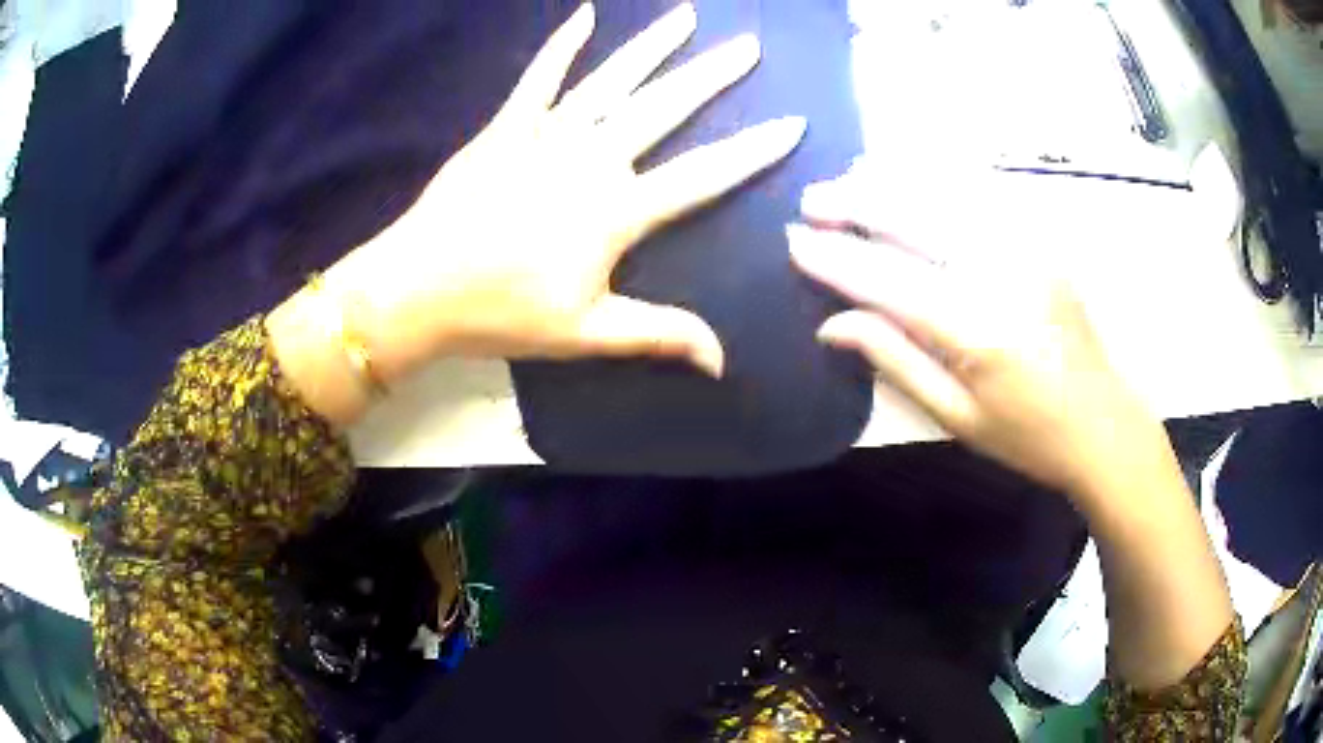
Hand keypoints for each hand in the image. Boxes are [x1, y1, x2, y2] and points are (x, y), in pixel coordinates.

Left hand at [326, 2, 805, 381]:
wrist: (417, 288)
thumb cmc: (501, 313)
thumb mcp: (587, 332)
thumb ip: (659, 335)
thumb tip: (722, 363)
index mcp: (618, 210)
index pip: (704, 174)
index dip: (753, 150)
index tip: (792, 123)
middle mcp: (592, 158)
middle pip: (664, 108)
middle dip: (713, 75)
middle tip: (749, 46)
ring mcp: (547, 134)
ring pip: (612, 80)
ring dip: (653, 46)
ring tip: (688, 16)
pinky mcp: (507, 126)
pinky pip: (540, 76)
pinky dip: (562, 44)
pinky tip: (586, 13)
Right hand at [788, 166, 1173, 501]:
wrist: (1105, 425)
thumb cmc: (1029, 437)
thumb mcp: (956, 418)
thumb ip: (895, 361)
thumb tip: (833, 324)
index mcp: (976, 331)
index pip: (887, 281)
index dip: (835, 260)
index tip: (793, 241)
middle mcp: (1001, 275)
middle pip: (915, 220)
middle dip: (857, 203)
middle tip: (812, 199)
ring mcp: (1027, 249)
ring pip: (947, 195)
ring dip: (894, 181)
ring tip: (853, 175)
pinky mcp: (1044, 242)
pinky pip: (984, 195)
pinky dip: (941, 179)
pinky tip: (915, 176)